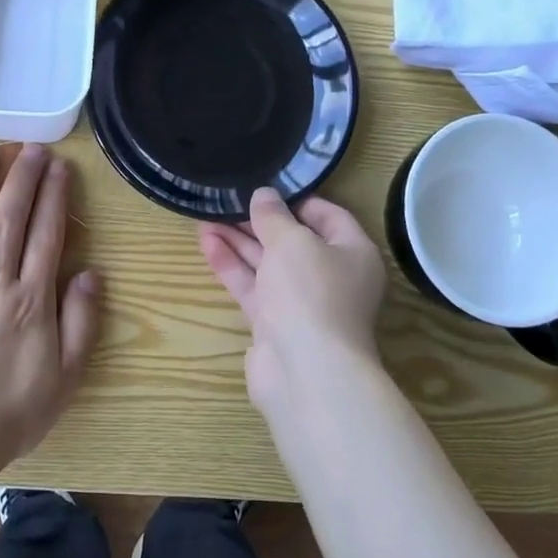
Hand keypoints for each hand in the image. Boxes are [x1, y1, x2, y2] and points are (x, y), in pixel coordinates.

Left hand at [0, 144, 98, 469]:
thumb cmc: (12, 412)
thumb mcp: (65, 376)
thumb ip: (80, 322)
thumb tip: (89, 273)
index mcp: (29, 301)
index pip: (46, 235)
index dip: (54, 196)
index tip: (59, 167)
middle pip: (8, 220)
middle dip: (21, 178)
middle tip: (30, 148)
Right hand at [198, 188, 385, 418]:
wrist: (306, 371)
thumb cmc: (311, 292)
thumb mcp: (292, 241)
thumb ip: (273, 215)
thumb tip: (264, 195)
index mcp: (352, 253)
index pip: (328, 216)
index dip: (296, 199)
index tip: (264, 186)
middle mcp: (331, 277)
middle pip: (292, 240)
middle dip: (258, 221)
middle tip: (226, 200)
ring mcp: (301, 303)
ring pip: (267, 264)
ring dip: (238, 241)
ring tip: (205, 216)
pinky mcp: (275, 324)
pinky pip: (253, 287)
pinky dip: (232, 266)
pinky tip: (207, 243)